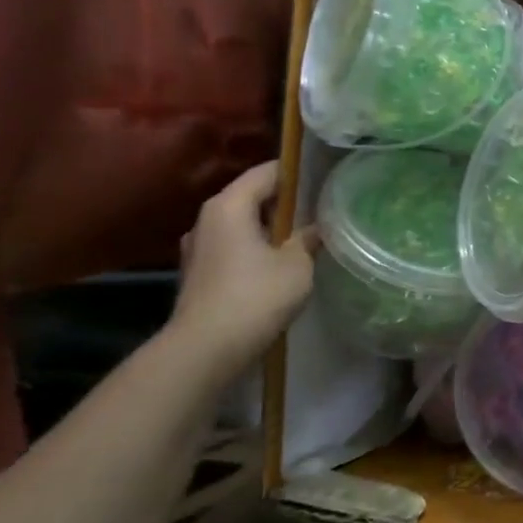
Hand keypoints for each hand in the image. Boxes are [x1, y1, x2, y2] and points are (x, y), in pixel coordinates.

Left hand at [168, 161, 317, 373]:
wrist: (206, 348)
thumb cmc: (256, 296)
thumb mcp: (297, 264)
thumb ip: (308, 239)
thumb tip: (316, 228)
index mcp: (229, 206)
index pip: (266, 173)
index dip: (297, 173)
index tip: (324, 179)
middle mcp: (207, 219)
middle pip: (251, 197)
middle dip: (285, 202)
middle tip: (320, 210)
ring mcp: (199, 248)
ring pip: (242, 224)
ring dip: (270, 228)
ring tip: (303, 238)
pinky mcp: (199, 273)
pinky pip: (234, 248)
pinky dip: (256, 249)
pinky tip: (279, 264)